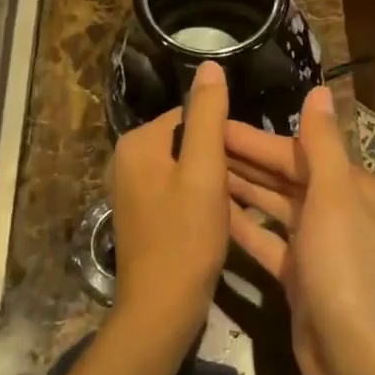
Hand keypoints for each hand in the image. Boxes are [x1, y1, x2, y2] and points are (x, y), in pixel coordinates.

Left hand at [107, 60, 231, 334]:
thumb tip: (210, 64)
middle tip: (243, 184)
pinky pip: (176, 189)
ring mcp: (131, 188)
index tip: (247, 159)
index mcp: (138, 142)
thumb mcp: (204, 170)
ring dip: (211, 179)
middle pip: (186, 140)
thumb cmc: (186, 237)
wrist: (160, 311)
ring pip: (184, 166)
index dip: (223, 135)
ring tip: (236, 202)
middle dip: (217, 157)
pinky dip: (197, 198)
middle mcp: (127, 159)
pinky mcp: (141, 213)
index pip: (191, 115)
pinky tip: (217, 219)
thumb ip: (207, 115)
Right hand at [225, 86, 374, 374]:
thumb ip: (322, 144)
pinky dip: (244, 227)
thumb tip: (320, 89)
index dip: (254, 137)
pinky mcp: (301, 279)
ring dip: (240, 189)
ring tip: (197, 170)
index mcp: (352, 186)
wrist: (362, 368)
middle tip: (195, 143)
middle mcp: (338, 210)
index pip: (298, 150)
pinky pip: (268, 242)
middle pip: (284, 176)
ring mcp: (319, 247)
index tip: (213, 122)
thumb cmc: (348, 272)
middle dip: (244, 159)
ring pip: (274, 207)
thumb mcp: (335, 198)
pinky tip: (212, 214)